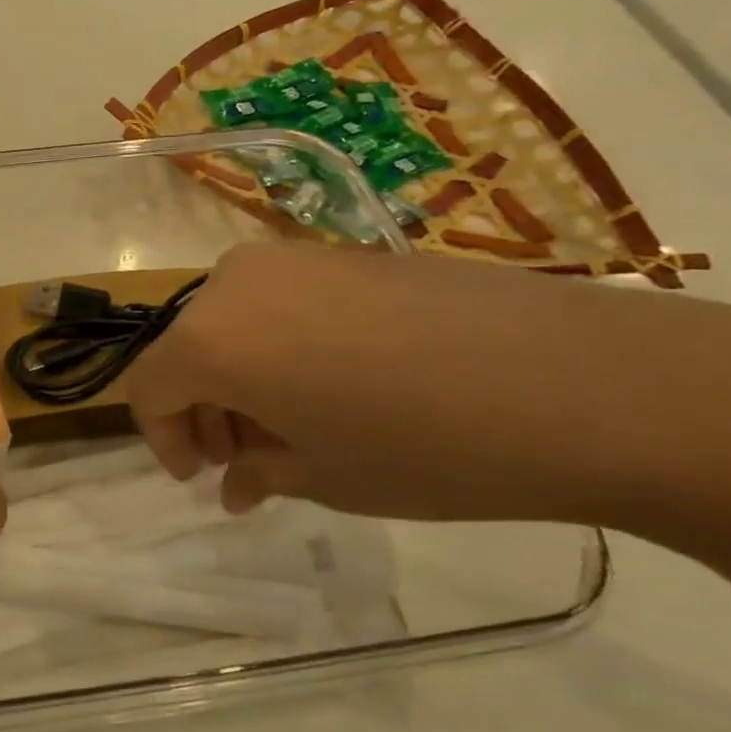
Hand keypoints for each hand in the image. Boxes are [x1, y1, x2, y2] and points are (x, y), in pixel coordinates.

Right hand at [122, 243, 730, 528]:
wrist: (581, 382)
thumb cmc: (425, 447)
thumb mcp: (323, 477)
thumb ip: (258, 471)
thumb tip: (236, 480)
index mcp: (211, 338)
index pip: (149, 386)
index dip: (162, 437)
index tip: (197, 476)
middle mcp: (235, 283)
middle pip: (188, 349)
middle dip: (204, 408)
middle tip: (243, 461)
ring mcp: (293, 259)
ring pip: (234, 322)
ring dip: (242, 377)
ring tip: (293, 427)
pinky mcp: (346, 252)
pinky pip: (283, 302)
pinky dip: (282, 346)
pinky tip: (336, 386)